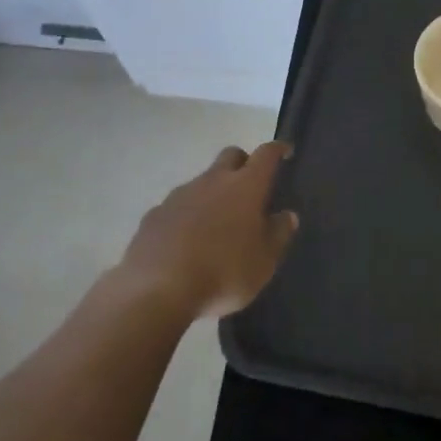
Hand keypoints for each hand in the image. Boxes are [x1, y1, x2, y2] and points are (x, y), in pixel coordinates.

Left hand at [120, 142, 297, 318]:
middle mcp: (213, 181)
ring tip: (217, 223)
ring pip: (202, 181)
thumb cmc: (223, 273)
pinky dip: (187, 215)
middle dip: (244, 163)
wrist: (155, 291)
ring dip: (213, 192)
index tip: (285, 152)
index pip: (267, 154)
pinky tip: (186, 241)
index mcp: (246, 187)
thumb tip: (287, 215)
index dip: (278, 149)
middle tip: (251, 187)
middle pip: (231, 155)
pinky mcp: (154, 215)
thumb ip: (279, 234)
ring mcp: (179, 196)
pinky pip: (177, 206)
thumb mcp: (264, 262)